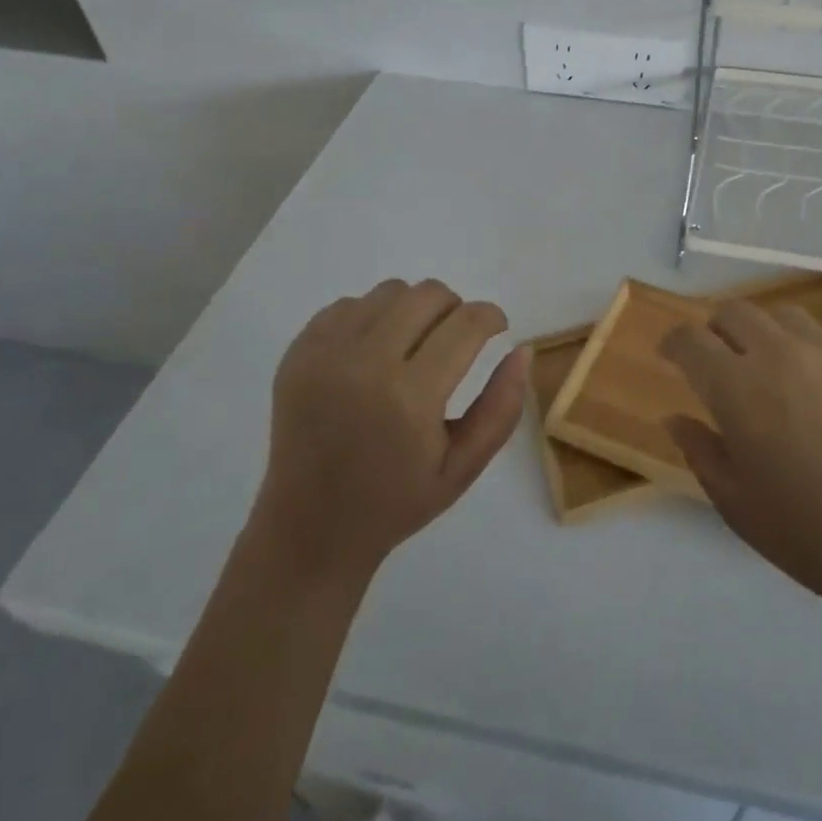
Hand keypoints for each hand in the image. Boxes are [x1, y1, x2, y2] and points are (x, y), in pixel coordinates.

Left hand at [254, 279, 528, 584]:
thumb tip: (523, 349)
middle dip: (455, 308)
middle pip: (428, 294)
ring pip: (390, 291)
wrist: (309, 529)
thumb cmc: (396, 502)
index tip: (497, 328)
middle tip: (456, 340)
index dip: (491, 317)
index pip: (466, 323)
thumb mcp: (464, 466)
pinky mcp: (298, 352)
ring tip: (414, 346)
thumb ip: (502, 407)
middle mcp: (364, 364)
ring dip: (414, 310)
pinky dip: (373, 318)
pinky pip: (349, 305)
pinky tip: (374, 354)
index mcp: (409, 398)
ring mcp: (324, 354)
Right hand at [662, 300, 821, 631]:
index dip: (674, 343)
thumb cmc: (813, 533)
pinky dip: (809, 347)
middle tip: (720, 363)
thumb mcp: (738, 505)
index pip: (690, 340)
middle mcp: (778, 352)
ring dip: (765, 334)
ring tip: (773, 370)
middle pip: (734, 312)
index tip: (671, 357)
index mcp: (737, 387)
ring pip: (782, 315)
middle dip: (716, 330)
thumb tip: (676, 417)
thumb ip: (700, 452)